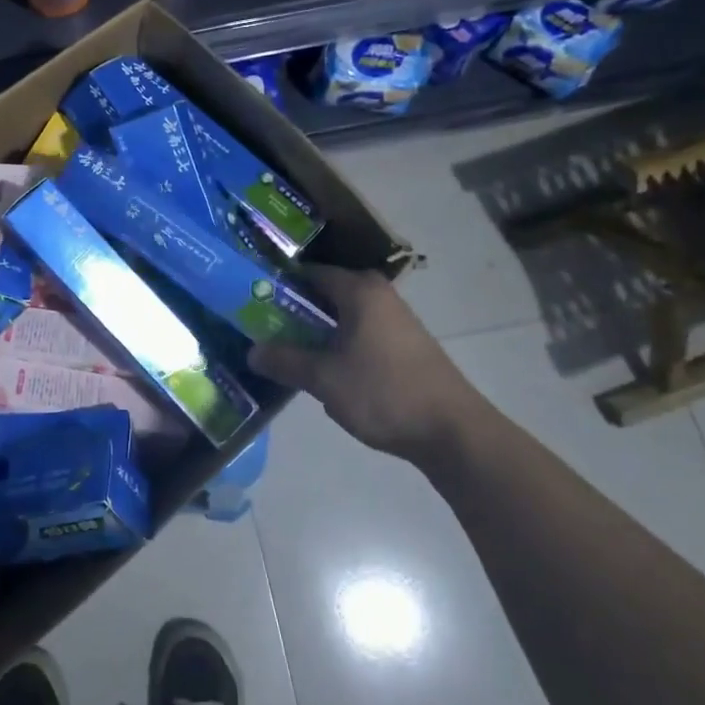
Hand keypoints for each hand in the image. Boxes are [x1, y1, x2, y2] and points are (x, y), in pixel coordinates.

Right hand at [248, 264, 486, 465]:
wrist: (452, 431)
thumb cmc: (383, 392)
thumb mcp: (324, 378)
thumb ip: (285, 361)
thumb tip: (252, 352)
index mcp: (359, 291)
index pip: (309, 273)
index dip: (279, 285)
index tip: (253, 301)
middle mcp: (379, 296)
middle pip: (326, 294)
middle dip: (294, 312)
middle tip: (264, 330)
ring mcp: (396, 321)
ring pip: (343, 317)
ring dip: (316, 332)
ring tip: (288, 354)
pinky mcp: (405, 346)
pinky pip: (360, 334)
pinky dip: (338, 345)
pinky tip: (326, 372)